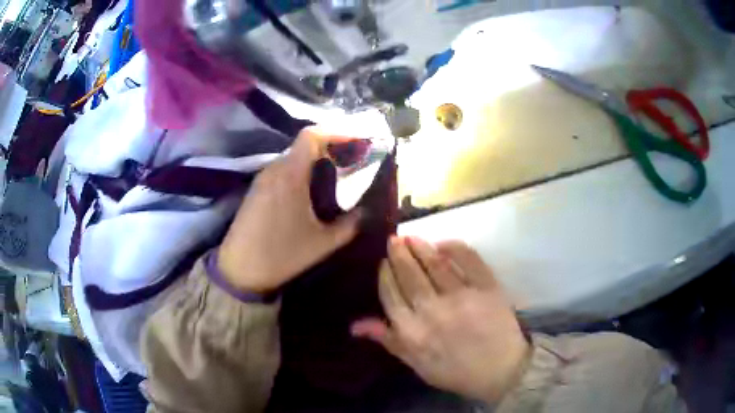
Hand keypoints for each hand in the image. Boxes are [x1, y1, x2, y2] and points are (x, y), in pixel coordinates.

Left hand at [218, 128, 362, 292]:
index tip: (358, 139)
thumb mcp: (322, 243)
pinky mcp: (257, 190)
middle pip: (304, 144)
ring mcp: (262, 179)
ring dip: (316, 160)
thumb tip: (368, 211)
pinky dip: (302, 171)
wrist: (238, 271)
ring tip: (338, 174)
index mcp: (290, 175)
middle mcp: (274, 169)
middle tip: (355, 159)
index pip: (311, 135)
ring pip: (294, 157)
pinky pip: (283, 170)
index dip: (336, 131)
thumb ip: (350, 224)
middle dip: (332, 146)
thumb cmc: (281, 256)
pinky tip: (314, 190)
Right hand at [352, 237, 529, 402]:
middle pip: (409, 274)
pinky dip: (453, 247)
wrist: (501, 369)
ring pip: (435, 263)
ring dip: (420, 246)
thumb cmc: (456, 371)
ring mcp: (462, 296)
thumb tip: (355, 325)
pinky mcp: (486, 286)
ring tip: (411, 237)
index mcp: (413, 333)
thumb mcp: (418, 364)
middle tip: (394, 240)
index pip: (391, 295)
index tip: (383, 263)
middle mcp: (433, 311)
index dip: (384, 275)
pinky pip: (467, 259)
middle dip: (398, 254)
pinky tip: (442, 243)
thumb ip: (389, 341)